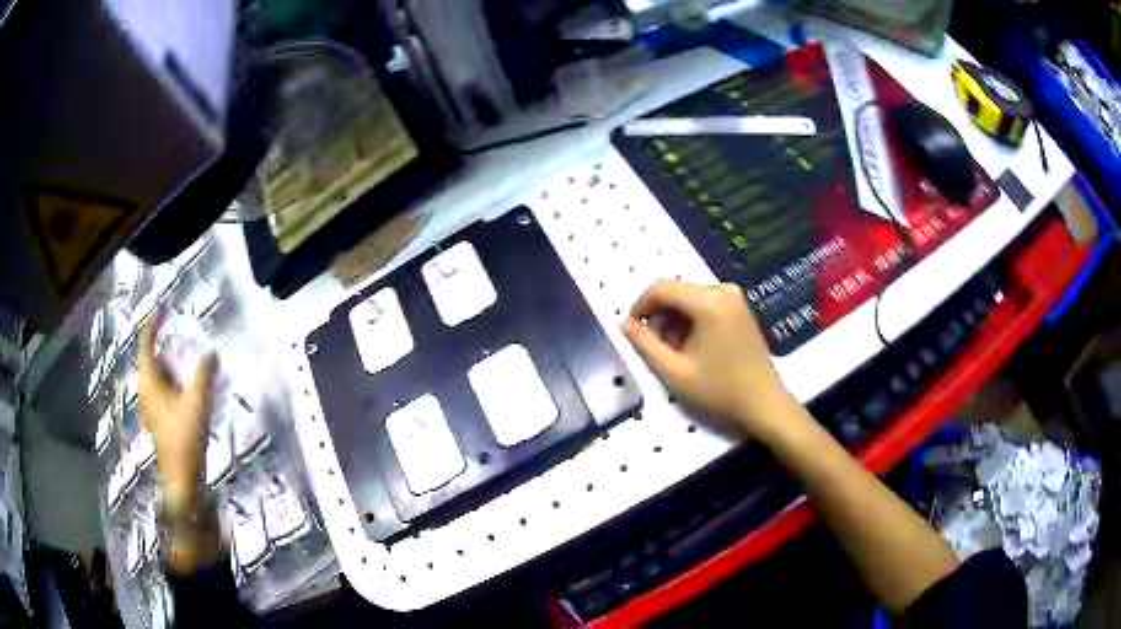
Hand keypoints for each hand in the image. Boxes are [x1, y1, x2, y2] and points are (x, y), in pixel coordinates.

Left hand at [138, 315, 216, 498]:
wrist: (182, 478)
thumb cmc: (184, 437)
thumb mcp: (197, 402)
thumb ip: (204, 374)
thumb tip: (212, 353)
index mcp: (148, 382)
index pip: (146, 346)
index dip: (152, 326)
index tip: (161, 312)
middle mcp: (145, 392)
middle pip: (149, 361)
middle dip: (161, 347)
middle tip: (176, 336)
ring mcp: (150, 408)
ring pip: (155, 378)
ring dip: (167, 366)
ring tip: (183, 361)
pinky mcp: (158, 421)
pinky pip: (160, 392)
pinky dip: (170, 382)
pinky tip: (184, 389)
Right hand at [621, 281, 799, 441]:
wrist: (763, 403)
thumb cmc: (719, 390)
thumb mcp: (674, 372)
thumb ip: (645, 344)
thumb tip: (624, 324)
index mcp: (708, 301)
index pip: (661, 289)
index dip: (640, 307)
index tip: (631, 331)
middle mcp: (722, 290)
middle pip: (676, 291)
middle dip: (659, 315)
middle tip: (653, 347)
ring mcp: (735, 297)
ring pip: (689, 298)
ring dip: (674, 319)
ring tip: (672, 351)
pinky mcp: (740, 307)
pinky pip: (705, 303)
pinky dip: (691, 320)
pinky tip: (691, 346)